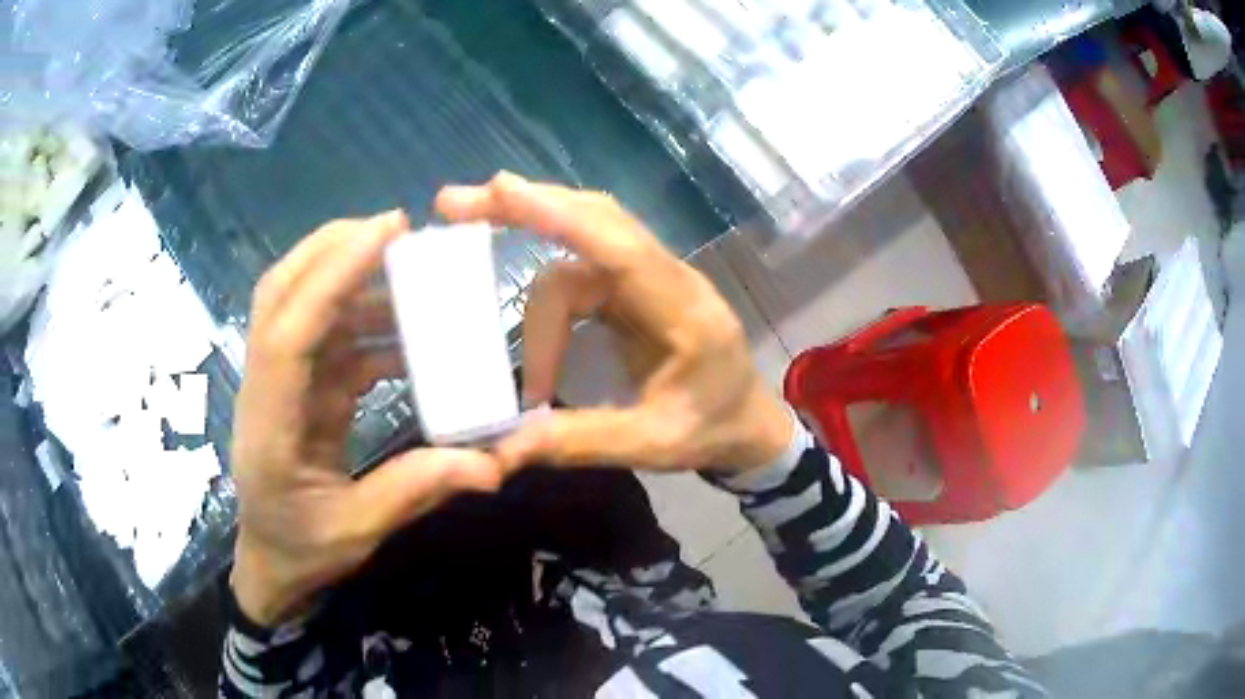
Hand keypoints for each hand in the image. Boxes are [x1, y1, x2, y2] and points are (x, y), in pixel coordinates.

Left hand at [230, 211, 504, 626]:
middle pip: (280, 293)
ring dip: (353, 279)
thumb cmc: (302, 550)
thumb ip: (415, 490)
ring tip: (412, 268)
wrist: (270, 565)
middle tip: (395, 227)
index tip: (386, 231)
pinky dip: (367, 325)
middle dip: (332, 249)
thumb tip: (491, 464)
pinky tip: (409, 332)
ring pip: (303, 306)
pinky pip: (329, 340)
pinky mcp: (297, 388)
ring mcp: (279, 383)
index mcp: (269, 425)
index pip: (288, 332)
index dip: (332, 275)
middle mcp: (265, 388)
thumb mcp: (358, 531)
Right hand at [436, 174, 792, 474]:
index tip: (498, 190)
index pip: (617, 245)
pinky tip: (531, 327)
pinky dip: (546, 294)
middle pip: (593, 219)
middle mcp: (667, 277)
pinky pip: (582, 268)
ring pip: (578, 252)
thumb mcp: (652, 446)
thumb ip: (579, 441)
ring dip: (534, 290)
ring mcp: (651, 278)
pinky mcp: (636, 289)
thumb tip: (502, 447)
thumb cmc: (712, 430)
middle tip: (454, 206)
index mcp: (684, 310)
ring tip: (514, 347)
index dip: (557, 214)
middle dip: (525, 206)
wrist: (749, 424)